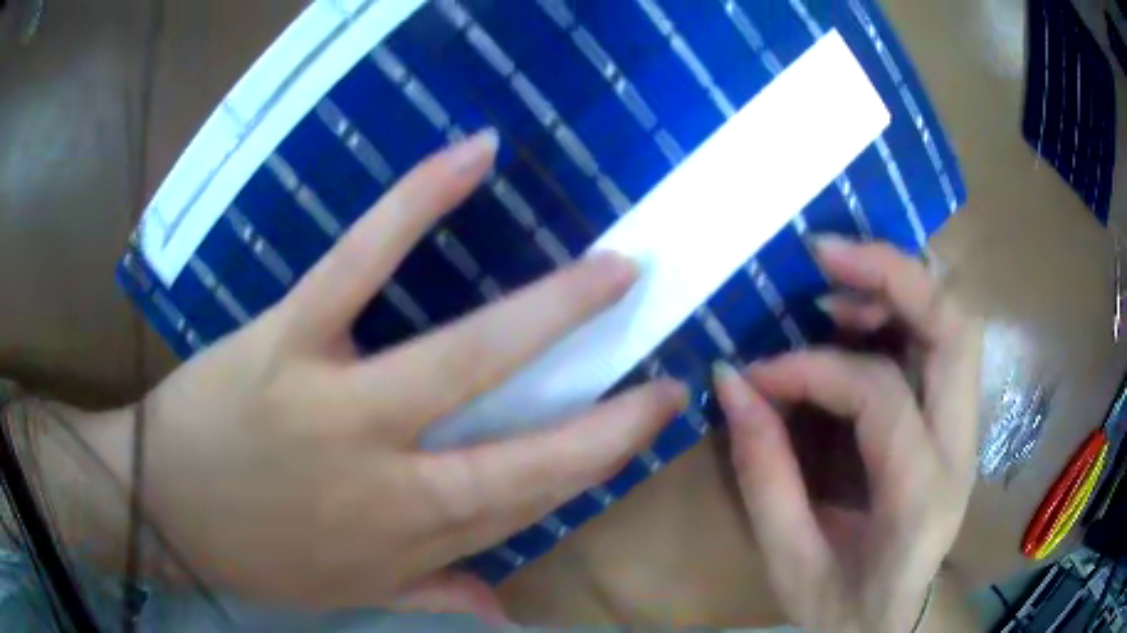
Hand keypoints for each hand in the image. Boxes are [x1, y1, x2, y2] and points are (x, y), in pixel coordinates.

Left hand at [67, 130, 685, 616]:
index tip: (655, 413)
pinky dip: (418, 202)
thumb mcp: (348, 596)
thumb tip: (505, 613)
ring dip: (553, 308)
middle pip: (527, 445)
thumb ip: (432, 596)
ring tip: (615, 268)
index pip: (534, 498)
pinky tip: (475, 156)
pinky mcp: (288, 339)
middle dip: (610, 407)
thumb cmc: (253, 558)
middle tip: (663, 349)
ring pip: (466, 353)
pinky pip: (360, 261)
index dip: (603, 457)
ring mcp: (339, 405)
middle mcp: (394, 481)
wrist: (159, 511)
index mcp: (411, 537)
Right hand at [713, 239, 981, 632]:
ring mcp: (968, 428)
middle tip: (824, 254)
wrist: (894, 622)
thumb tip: (731, 382)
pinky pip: (943, 338)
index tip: (755, 373)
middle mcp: (961, 448)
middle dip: (893, 274)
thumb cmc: (843, 605)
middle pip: (955, 328)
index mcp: (921, 499)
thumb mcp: (789, 561)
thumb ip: (763, 473)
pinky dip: (904, 307)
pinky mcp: (958, 418)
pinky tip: (859, 314)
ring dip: (900, 284)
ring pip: (957, 320)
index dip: (813, 369)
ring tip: (835, 281)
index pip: (881, 397)